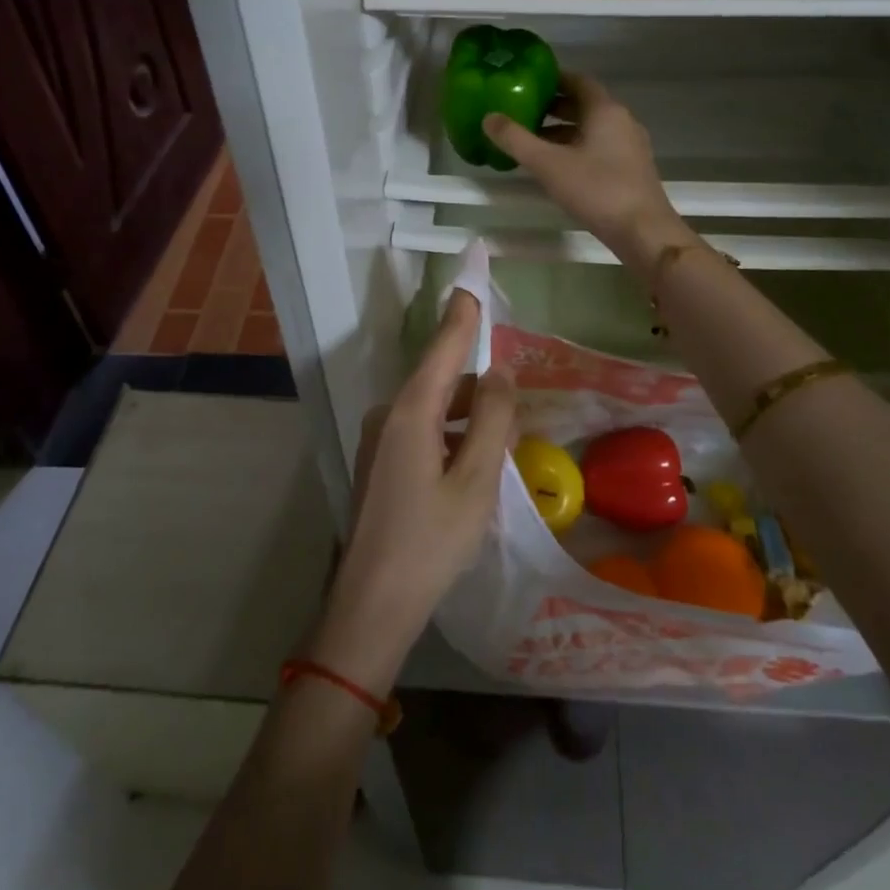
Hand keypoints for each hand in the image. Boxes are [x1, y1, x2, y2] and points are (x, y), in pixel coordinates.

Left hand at [308, 289, 514, 692]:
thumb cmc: (430, 542)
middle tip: (517, 408)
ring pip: (434, 408)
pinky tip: (473, 461)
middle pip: (441, 380)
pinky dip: (451, 434)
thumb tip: (501, 371)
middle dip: (480, 385)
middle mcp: (389, 415)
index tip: (473, 285)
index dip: (462, 317)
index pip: (443, 348)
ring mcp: (380, 439)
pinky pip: (423, 430)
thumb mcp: (476, 481)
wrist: (371, 604)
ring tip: (504, 441)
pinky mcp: (381, 462)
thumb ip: (493, 420)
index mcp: (411, 411)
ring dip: (468, 415)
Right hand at [483, 73, 689, 277]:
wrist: (643, 231)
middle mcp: (621, 121)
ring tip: (532, 141)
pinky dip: (575, 148)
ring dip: (563, 130)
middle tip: (522, 112)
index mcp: (605, 110)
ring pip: (591, 128)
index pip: (577, 81)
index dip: (552, 79)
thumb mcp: (548, 164)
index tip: (527, 82)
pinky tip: (556, 166)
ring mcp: (629, 146)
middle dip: (553, 107)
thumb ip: (516, 140)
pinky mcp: (630, 169)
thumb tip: (488, 117)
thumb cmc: (596, 190)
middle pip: (584, 104)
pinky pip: (598, 147)